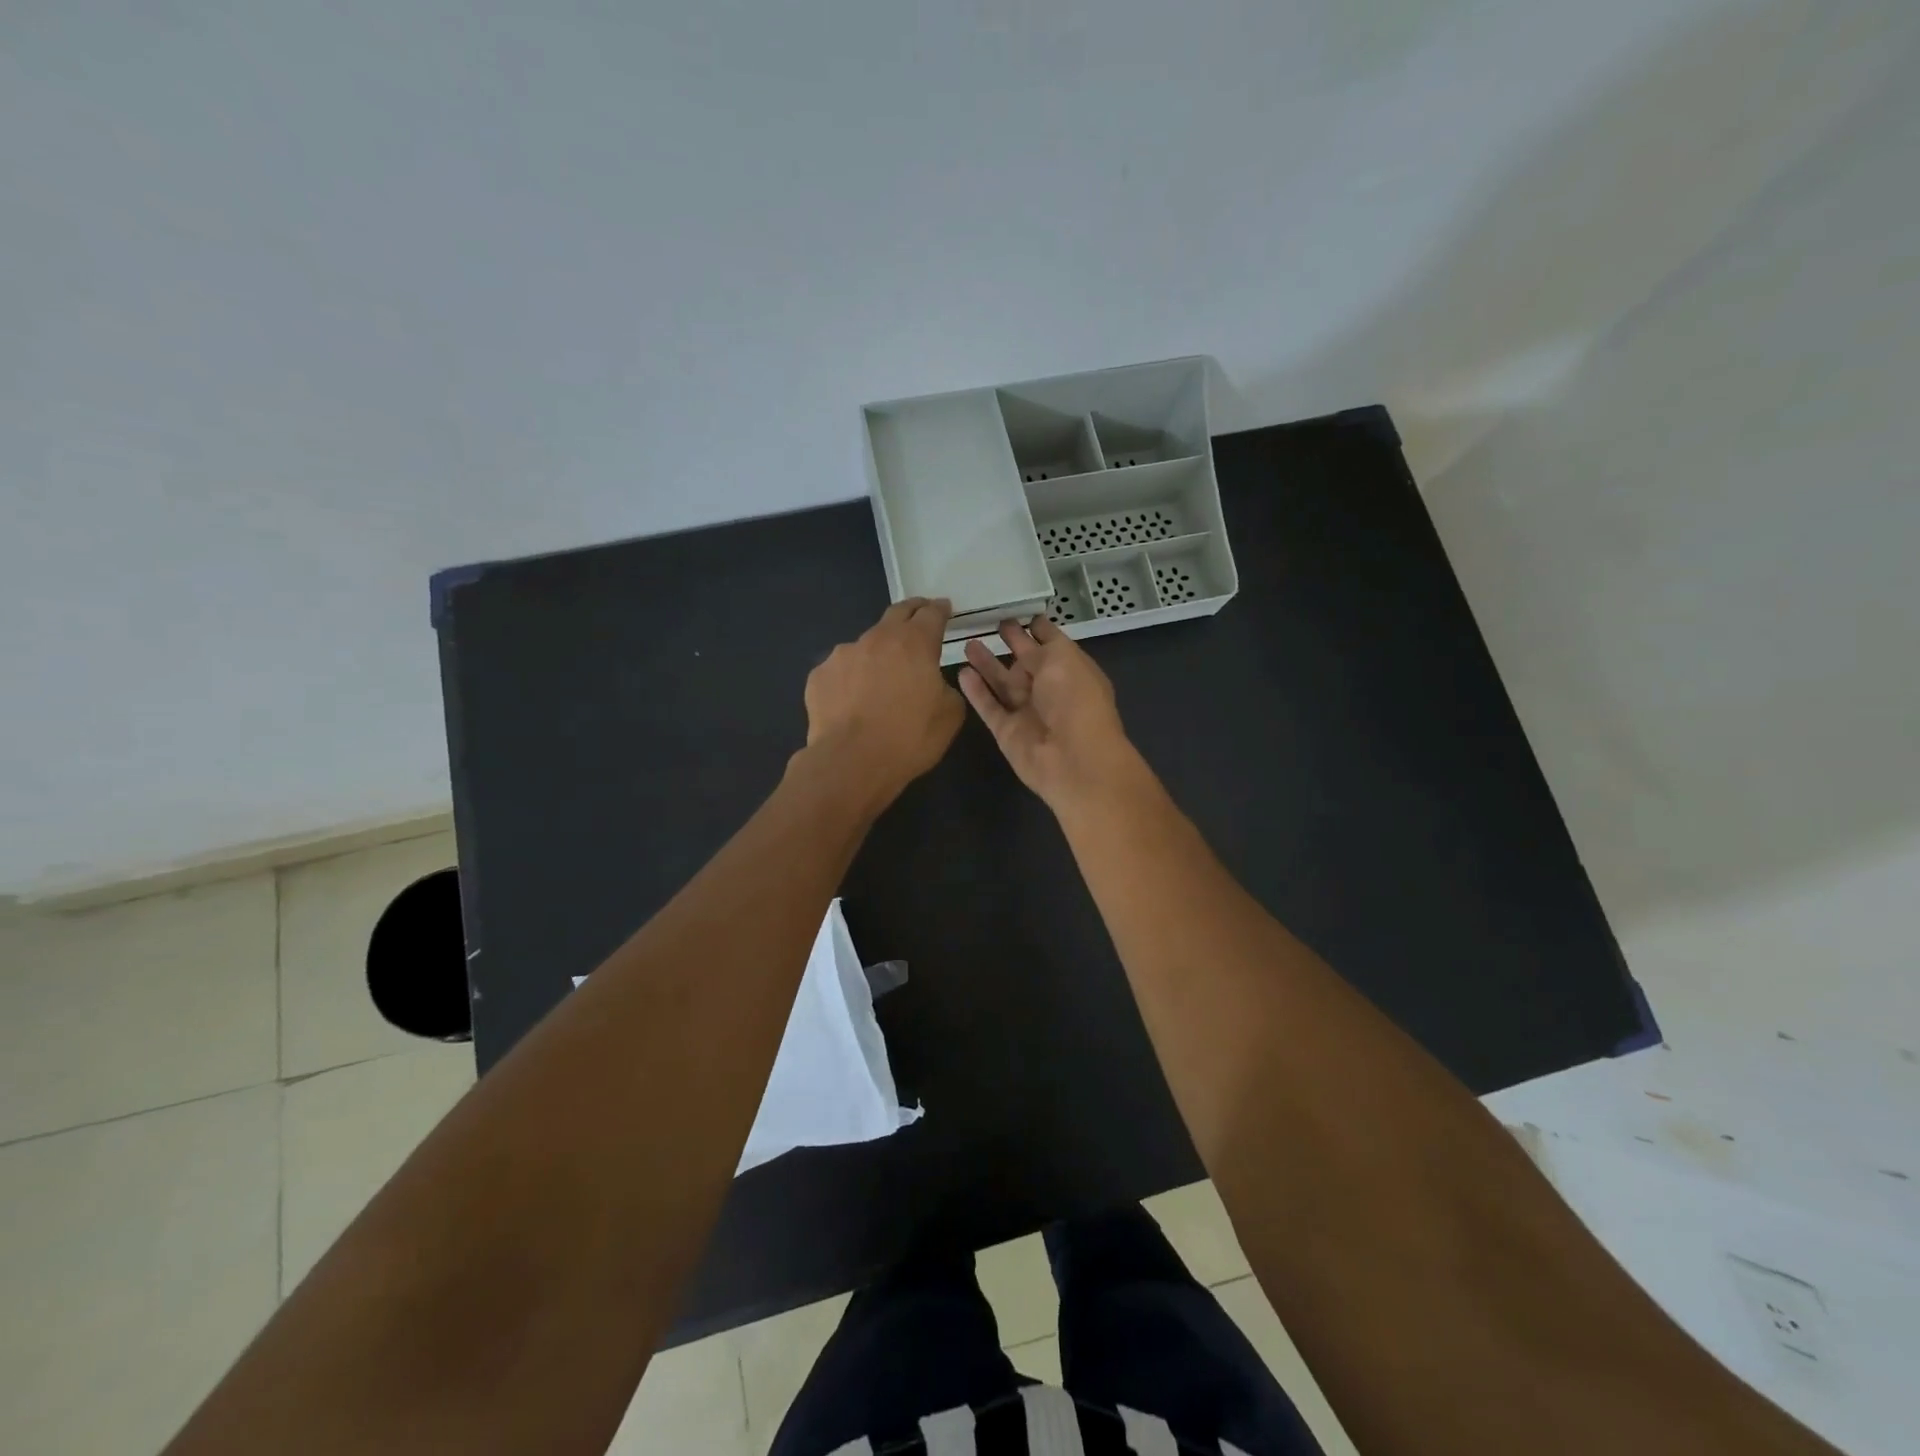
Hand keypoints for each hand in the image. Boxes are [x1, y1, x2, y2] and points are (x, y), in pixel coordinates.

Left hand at [801, 598, 965, 803]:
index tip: (944, 609)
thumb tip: (934, 682)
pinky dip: (851, 679)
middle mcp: (877, 639)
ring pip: (866, 646)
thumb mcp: (950, 715)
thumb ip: (947, 688)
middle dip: (911, 612)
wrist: (851, 762)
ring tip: (880, 679)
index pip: (931, 613)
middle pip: (897, 613)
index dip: (940, 609)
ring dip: (877, 653)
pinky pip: (841, 671)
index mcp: (914, 643)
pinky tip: (852, 702)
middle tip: (919, 618)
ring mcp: (842, 655)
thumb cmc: (909, 738)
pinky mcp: (819, 676)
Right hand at [958, 617, 1142, 810]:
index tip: (1018, 611)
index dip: (1037, 628)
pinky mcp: (1007, 732)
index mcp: (1071, 671)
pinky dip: (976, 691)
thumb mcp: (1064, 658)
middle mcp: (1050, 691)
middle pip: (1026, 662)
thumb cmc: (1076, 700)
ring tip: (967, 642)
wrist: (1074, 758)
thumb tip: (1029, 631)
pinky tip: (961, 672)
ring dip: (987, 664)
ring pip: (1003, 683)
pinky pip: (989, 707)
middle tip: (989, 623)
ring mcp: (1027, 712)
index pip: (1052, 644)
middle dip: (1011, 643)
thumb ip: (1041, 645)